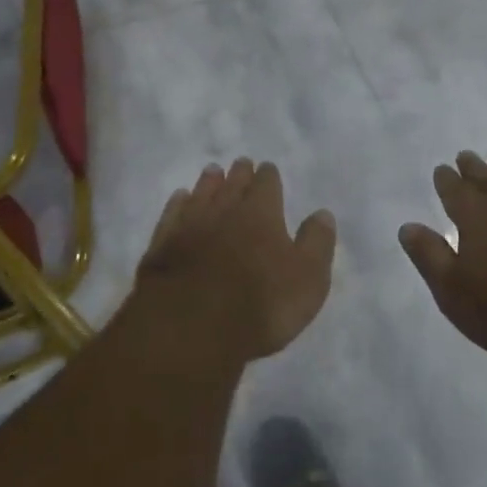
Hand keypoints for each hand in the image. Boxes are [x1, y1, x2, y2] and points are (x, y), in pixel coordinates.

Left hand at [136, 159, 336, 362]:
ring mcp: (190, 224)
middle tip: (241, 163)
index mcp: (262, 214)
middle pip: (233, 184)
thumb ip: (316, 243)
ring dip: (209, 182)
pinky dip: (178, 203)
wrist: (191, 323)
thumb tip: (322, 213)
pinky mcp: (163, 244)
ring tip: (212, 171)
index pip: (267, 185)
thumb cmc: (260, 303)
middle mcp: (225, 210)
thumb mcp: (307, 279)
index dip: (269, 177)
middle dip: (239, 173)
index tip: (268, 169)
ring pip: (201, 194)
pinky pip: (172, 214)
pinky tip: (180, 198)